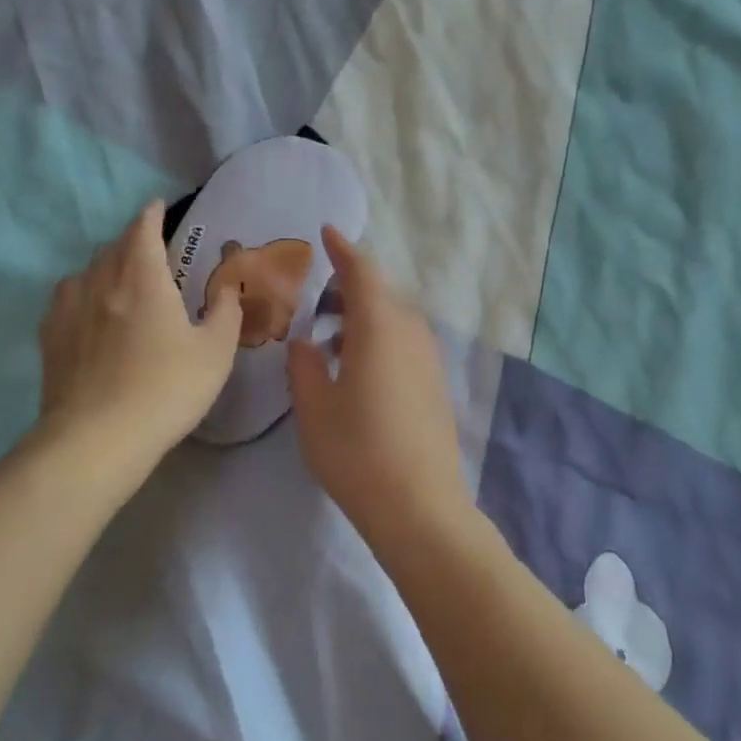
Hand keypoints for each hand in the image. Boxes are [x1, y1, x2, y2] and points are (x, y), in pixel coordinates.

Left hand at [38, 201, 242, 466]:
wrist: (98, 438)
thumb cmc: (167, 388)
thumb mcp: (215, 352)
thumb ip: (225, 312)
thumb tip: (226, 289)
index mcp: (142, 277)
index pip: (143, 229)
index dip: (151, 214)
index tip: (157, 207)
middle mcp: (101, 282)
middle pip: (113, 247)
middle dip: (131, 241)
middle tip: (149, 250)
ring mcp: (69, 309)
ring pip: (86, 271)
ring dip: (105, 267)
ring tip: (119, 280)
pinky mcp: (50, 338)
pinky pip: (66, 299)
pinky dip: (82, 294)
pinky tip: (88, 313)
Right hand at [286, 228, 471, 531]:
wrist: (420, 508)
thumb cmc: (357, 452)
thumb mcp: (313, 408)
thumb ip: (304, 365)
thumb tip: (306, 342)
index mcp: (380, 327)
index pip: (362, 272)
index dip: (343, 249)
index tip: (326, 232)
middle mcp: (411, 333)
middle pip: (382, 293)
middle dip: (351, 287)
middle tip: (317, 298)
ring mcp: (430, 359)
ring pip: (395, 319)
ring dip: (365, 317)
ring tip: (332, 339)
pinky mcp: (437, 384)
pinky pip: (405, 343)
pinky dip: (380, 339)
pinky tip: (358, 369)